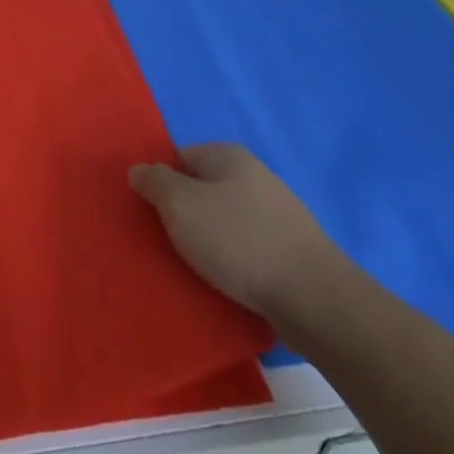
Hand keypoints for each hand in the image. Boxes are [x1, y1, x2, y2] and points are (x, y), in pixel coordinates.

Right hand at [129, 143, 347, 321]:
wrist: (313, 299)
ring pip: (223, 221)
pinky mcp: (289, 250)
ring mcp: (276, 213)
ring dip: (206, 241)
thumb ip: (154, 181)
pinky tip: (223, 280)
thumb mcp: (180, 204)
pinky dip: (230, 261)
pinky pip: (244, 248)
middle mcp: (254, 175)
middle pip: (201, 190)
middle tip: (165, 241)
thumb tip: (140, 169)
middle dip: (181, 214)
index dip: (159, 183)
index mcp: (228, 155)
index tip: (148, 213)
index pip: (178, 158)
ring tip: (192, 267)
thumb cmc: (238, 240)